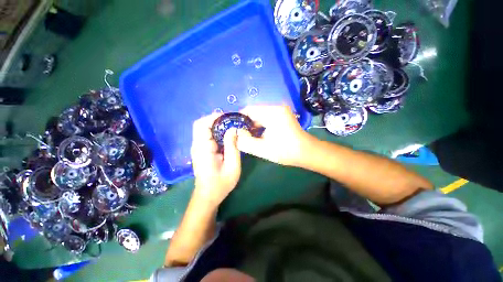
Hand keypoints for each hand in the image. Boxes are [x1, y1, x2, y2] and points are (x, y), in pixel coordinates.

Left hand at [190, 114, 240, 205]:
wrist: (208, 196)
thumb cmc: (221, 183)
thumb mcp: (232, 166)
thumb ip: (232, 146)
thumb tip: (233, 129)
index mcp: (203, 149)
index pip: (202, 125)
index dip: (214, 117)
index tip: (228, 117)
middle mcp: (197, 146)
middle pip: (201, 124)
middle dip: (216, 120)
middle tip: (231, 122)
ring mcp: (197, 148)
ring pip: (204, 129)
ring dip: (217, 125)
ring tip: (231, 127)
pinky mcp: (201, 150)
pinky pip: (207, 135)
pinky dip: (216, 132)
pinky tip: (226, 136)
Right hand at [236, 105, 316, 166]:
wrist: (307, 152)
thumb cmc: (286, 151)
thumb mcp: (262, 149)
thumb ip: (245, 142)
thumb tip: (235, 134)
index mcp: (272, 112)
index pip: (249, 110)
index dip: (239, 118)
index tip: (233, 129)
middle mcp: (276, 107)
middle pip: (254, 112)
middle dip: (246, 123)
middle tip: (239, 135)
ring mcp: (280, 111)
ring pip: (260, 115)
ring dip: (253, 125)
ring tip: (248, 136)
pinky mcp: (282, 115)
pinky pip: (266, 118)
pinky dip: (260, 125)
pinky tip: (258, 135)